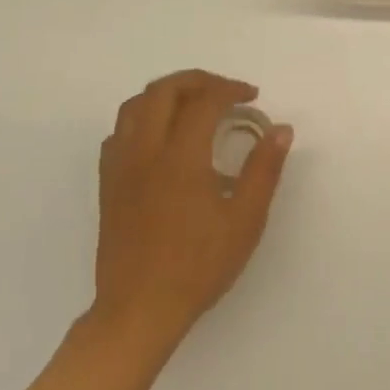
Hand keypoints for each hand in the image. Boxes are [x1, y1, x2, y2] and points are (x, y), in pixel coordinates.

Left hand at [90, 70, 292, 353]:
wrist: (140, 309)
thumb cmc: (199, 266)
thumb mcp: (245, 220)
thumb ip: (264, 169)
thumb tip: (281, 129)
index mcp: (180, 158)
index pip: (204, 102)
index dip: (230, 90)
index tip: (253, 97)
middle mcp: (145, 152)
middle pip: (163, 91)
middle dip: (197, 81)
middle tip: (226, 91)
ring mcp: (120, 167)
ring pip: (134, 106)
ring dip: (166, 94)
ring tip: (194, 105)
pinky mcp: (108, 185)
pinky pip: (119, 132)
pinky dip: (142, 118)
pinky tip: (162, 138)